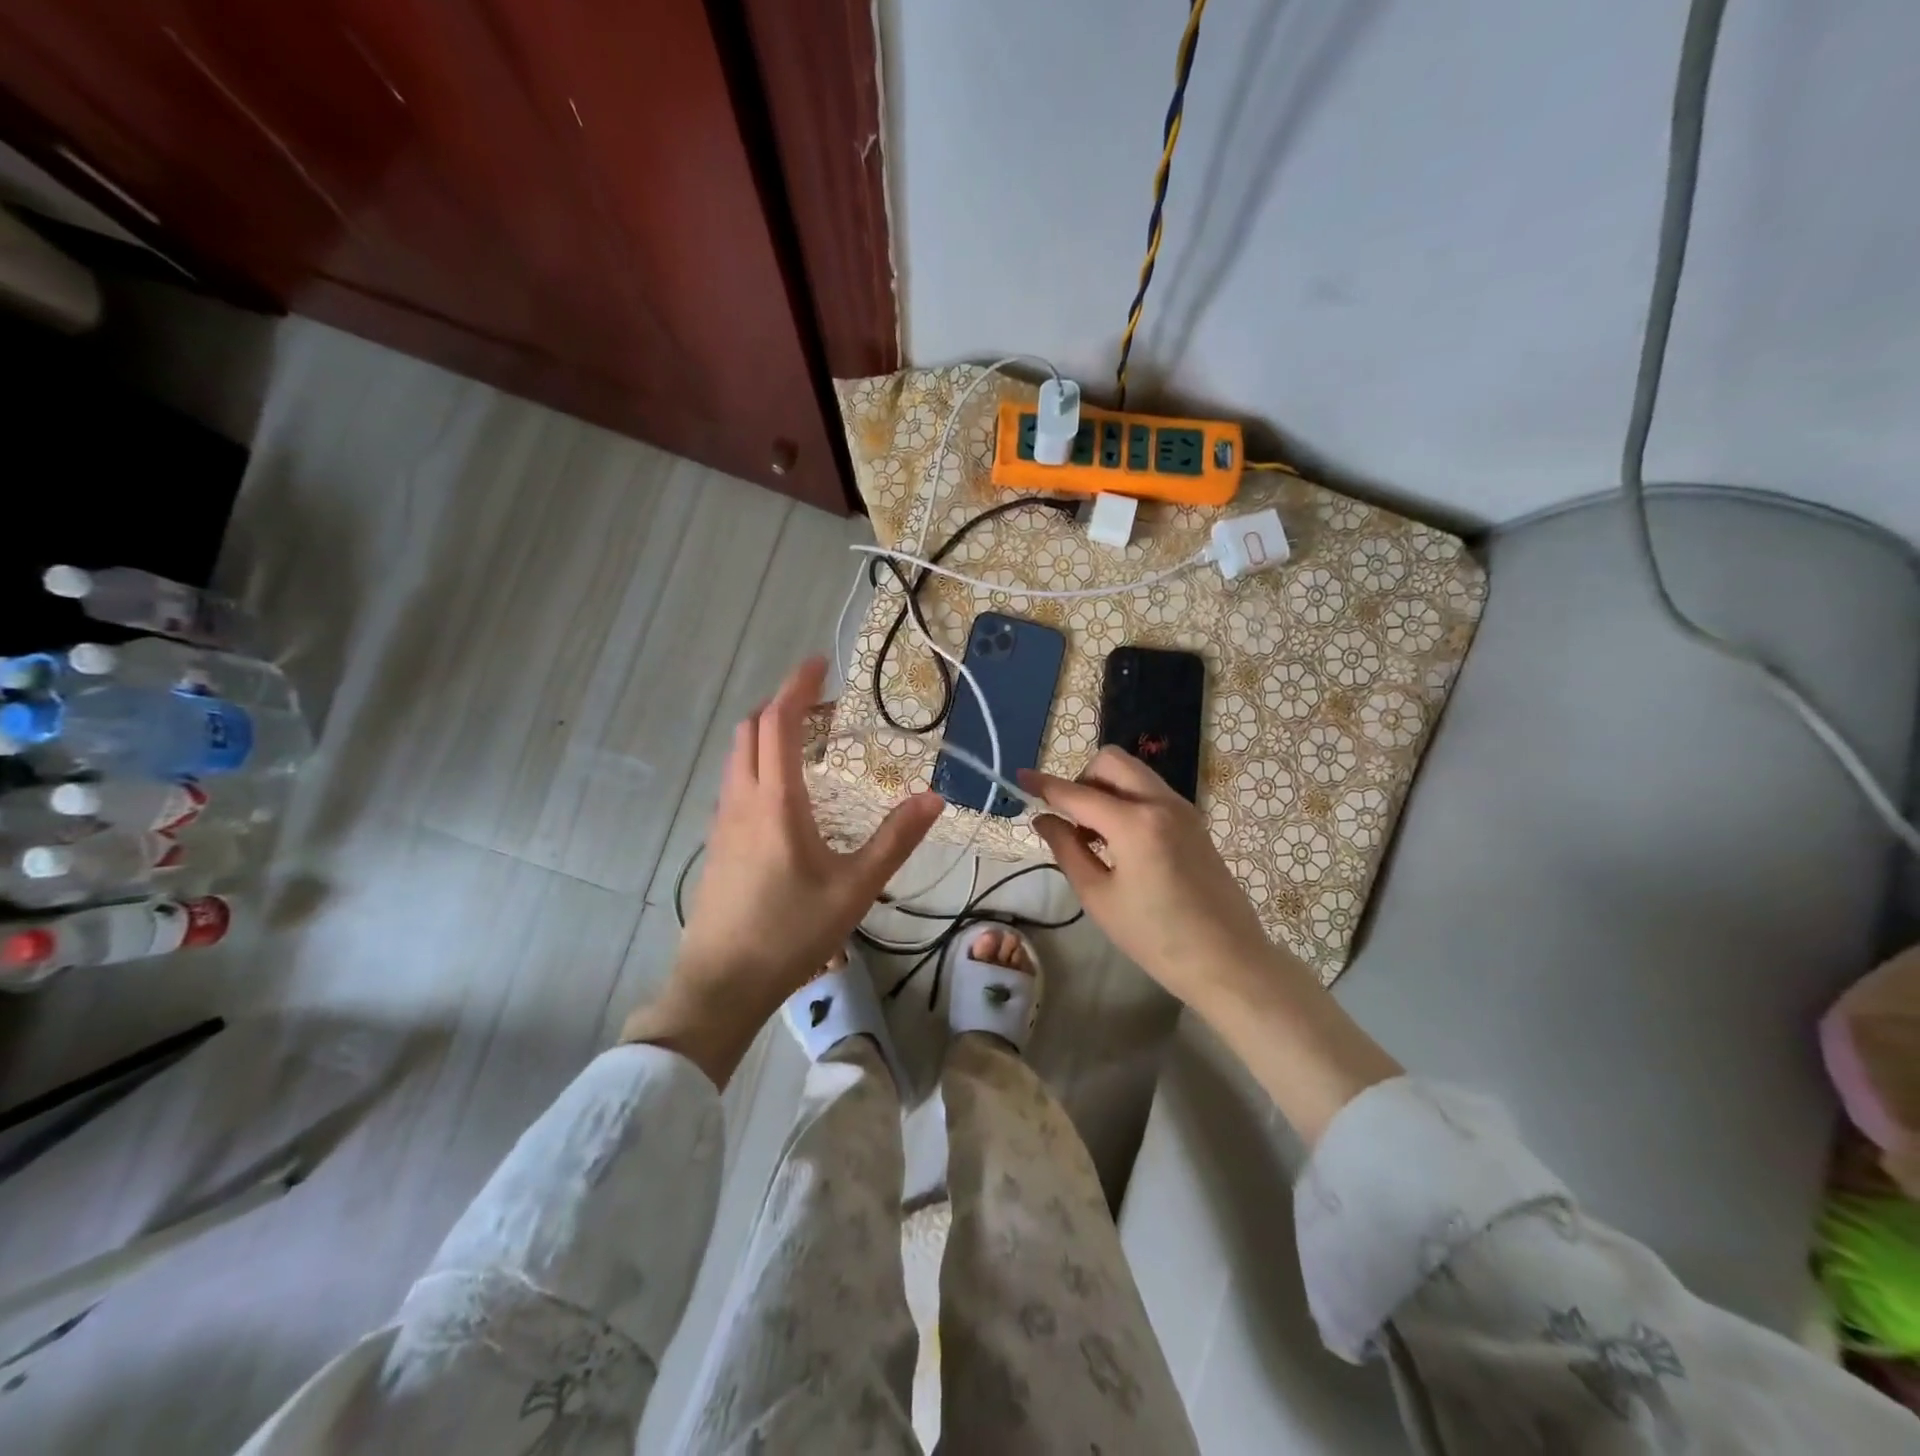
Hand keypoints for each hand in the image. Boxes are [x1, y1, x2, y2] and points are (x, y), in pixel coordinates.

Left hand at [623, 656, 943, 1084]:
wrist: (721, 984)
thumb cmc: (791, 933)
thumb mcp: (855, 888)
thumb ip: (896, 839)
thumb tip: (935, 797)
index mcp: (775, 802)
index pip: (778, 723)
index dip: (797, 686)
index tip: (820, 663)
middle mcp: (742, 800)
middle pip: (751, 730)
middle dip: (782, 705)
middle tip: (823, 707)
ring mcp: (723, 822)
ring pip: (738, 756)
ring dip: (767, 734)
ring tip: (807, 742)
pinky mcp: (718, 843)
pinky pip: (735, 782)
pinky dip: (758, 763)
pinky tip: (786, 792)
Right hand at [1023, 746, 1400, 1144]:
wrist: (1227, 960)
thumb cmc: (1155, 937)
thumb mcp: (1099, 897)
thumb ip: (1066, 849)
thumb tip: (1043, 819)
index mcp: (1135, 823)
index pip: (1077, 793)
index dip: (1044, 785)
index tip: (1020, 778)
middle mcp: (1161, 802)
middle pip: (1111, 762)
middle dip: (1082, 778)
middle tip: (1072, 819)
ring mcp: (1183, 808)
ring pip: (1133, 773)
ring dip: (1105, 788)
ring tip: (1095, 836)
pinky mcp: (1194, 821)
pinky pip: (1150, 791)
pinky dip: (1127, 799)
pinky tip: (1121, 841)